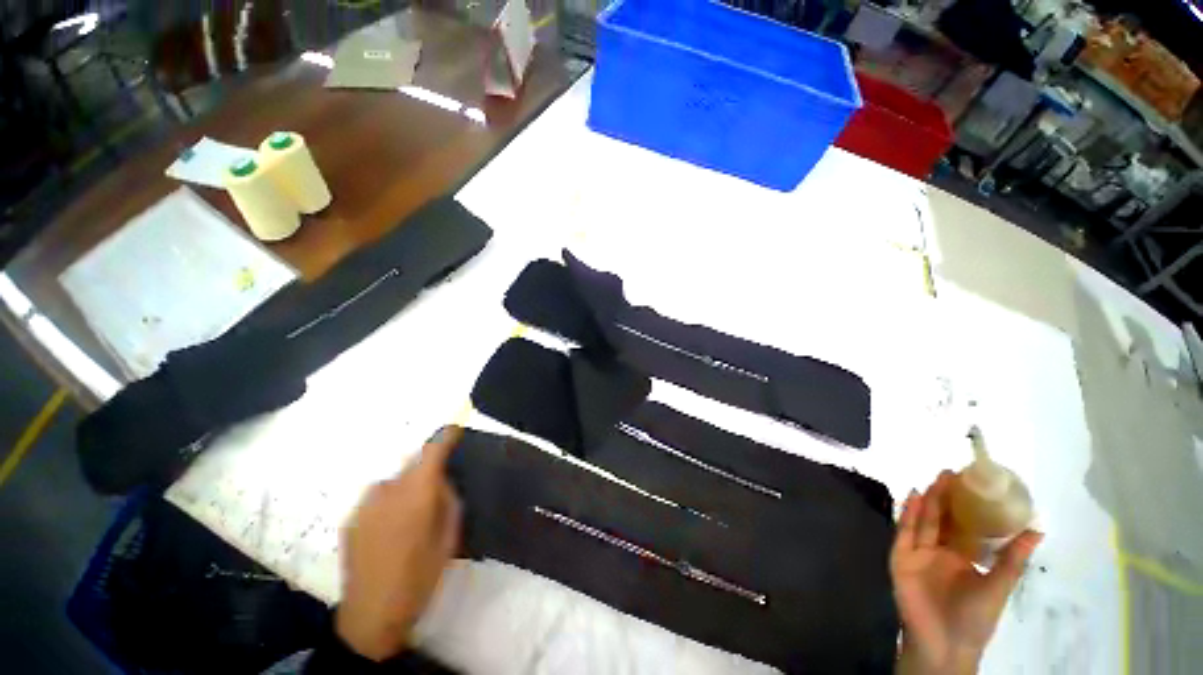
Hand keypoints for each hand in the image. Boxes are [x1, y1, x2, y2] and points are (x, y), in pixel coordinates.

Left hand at [335, 426, 462, 660]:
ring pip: (396, 481)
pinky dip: (391, 502)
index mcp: (415, 494)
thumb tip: (441, 480)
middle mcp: (387, 490)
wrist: (370, 615)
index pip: (432, 451)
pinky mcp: (351, 517)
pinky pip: (380, 497)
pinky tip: (393, 530)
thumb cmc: (419, 577)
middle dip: (428, 471)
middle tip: (437, 494)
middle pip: (413, 465)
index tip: (456, 427)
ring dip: (408, 489)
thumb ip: (447, 500)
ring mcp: (365, 504)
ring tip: (413, 518)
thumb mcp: (448, 537)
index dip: (445, 436)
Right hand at [892, 471, 1041, 674]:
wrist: (944, 643)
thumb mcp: (999, 587)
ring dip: (927, 500)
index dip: (968, 505)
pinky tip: (912, 496)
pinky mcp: (901, 557)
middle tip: (951, 473)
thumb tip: (1038, 529)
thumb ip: (1013, 559)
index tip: (973, 482)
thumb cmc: (975, 618)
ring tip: (935, 480)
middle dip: (946, 496)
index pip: (965, 526)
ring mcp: (919, 553)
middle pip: (942, 518)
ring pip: (923, 521)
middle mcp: (940, 551)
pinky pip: (904, 531)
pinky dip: (907, 513)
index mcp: (964, 558)